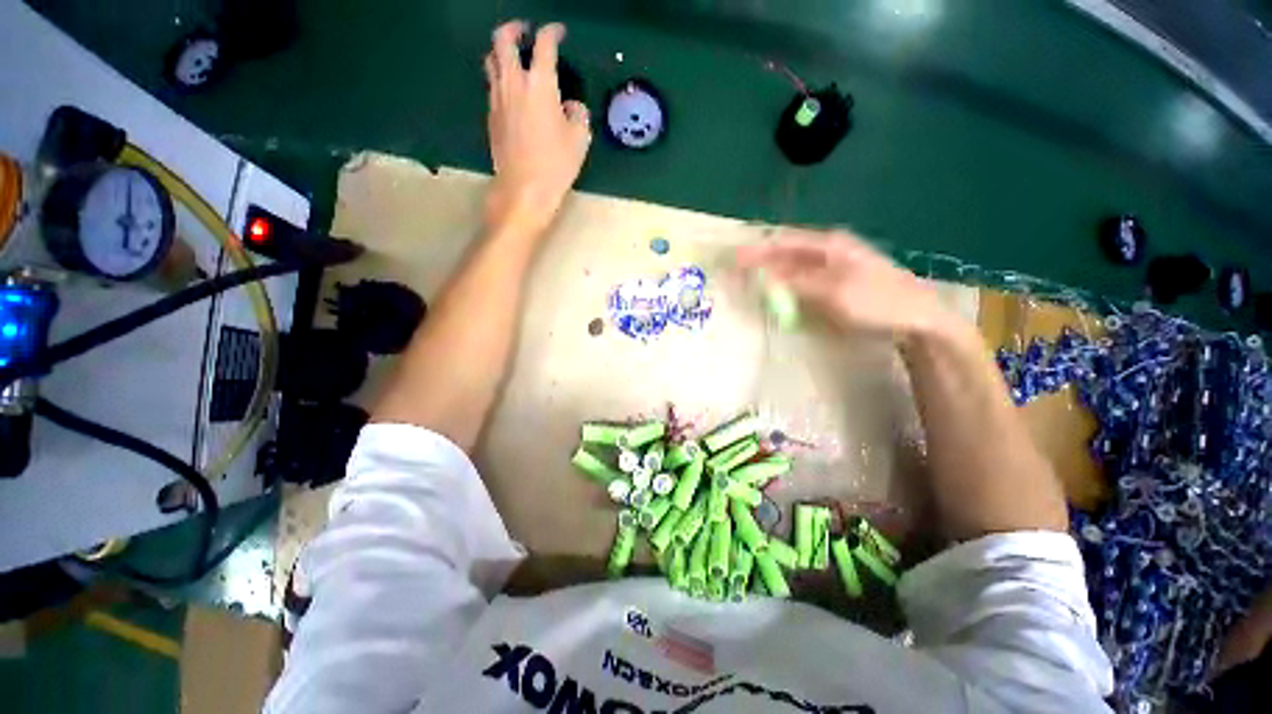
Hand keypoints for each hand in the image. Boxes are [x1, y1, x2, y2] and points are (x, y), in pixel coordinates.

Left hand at [483, 22, 590, 234]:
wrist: (524, 189)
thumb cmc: (556, 164)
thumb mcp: (579, 139)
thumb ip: (578, 114)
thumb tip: (570, 105)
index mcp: (540, 84)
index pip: (544, 44)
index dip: (552, 32)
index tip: (558, 32)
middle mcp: (514, 83)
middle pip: (503, 39)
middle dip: (515, 28)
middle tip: (526, 31)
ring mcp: (497, 98)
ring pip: (491, 59)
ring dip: (502, 51)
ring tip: (514, 57)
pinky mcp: (491, 115)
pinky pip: (492, 84)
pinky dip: (501, 77)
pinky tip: (512, 90)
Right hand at [736, 229, 952, 337]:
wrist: (917, 319)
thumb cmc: (877, 301)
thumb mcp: (834, 292)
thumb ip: (797, 282)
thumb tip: (765, 275)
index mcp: (830, 244)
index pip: (783, 241)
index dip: (757, 249)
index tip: (734, 258)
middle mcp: (830, 249)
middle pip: (787, 250)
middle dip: (761, 258)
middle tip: (736, 268)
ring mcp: (834, 265)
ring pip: (794, 264)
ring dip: (772, 270)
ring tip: (749, 277)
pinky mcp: (836, 282)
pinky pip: (803, 278)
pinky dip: (786, 282)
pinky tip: (777, 290)